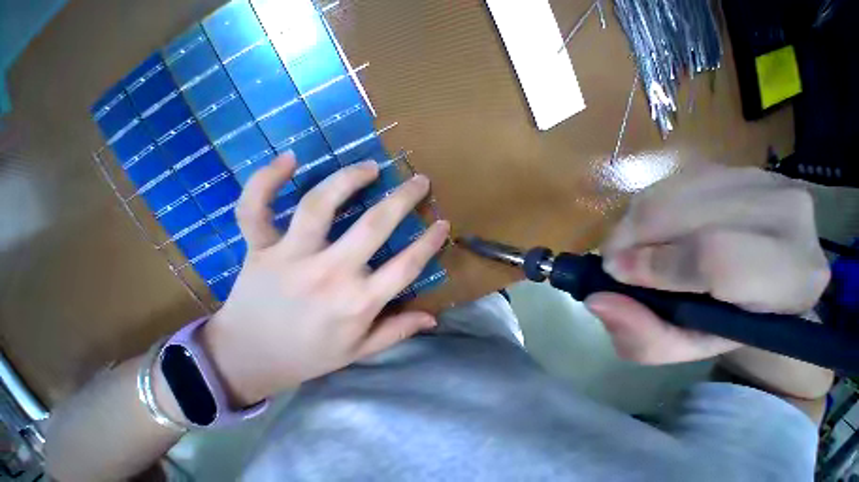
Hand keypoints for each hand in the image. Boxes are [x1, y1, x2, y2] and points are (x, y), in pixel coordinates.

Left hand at [201, 153, 449, 404]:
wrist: (244, 362)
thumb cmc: (309, 355)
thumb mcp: (359, 350)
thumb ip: (398, 331)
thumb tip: (433, 319)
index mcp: (357, 302)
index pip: (407, 266)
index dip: (430, 242)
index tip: (443, 223)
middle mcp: (329, 274)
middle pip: (373, 226)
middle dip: (403, 199)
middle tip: (419, 181)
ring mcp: (290, 258)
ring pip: (318, 206)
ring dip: (347, 180)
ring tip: (369, 167)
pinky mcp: (259, 249)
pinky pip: (255, 208)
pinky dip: (266, 179)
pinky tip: (289, 158)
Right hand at [585, 164, 829, 364]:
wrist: (752, 280)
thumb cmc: (720, 321)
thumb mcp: (682, 346)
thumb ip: (642, 337)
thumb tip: (597, 300)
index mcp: (793, 276)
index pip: (719, 258)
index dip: (658, 266)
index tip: (617, 273)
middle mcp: (788, 215)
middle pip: (683, 219)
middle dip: (631, 243)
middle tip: (617, 265)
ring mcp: (757, 180)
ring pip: (666, 198)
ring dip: (631, 228)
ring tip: (632, 250)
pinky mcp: (725, 168)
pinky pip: (661, 186)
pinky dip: (638, 212)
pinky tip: (646, 233)